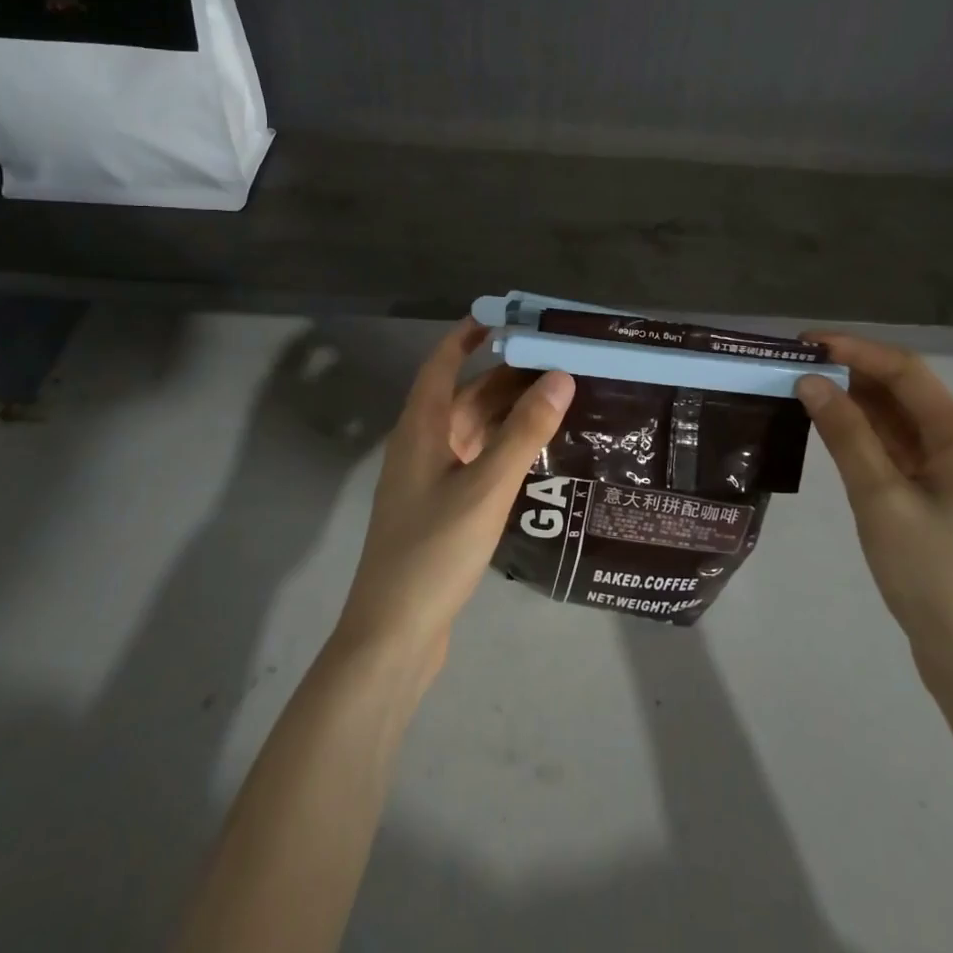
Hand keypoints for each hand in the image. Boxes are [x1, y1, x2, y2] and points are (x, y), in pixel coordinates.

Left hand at [334, 320, 573, 679]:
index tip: (506, 317)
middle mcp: (420, 445)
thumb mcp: (486, 487)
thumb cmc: (434, 551)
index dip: (468, 335)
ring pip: (470, 430)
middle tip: (555, 358)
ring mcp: (427, 480)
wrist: (393, 635)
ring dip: (506, 412)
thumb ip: (524, 432)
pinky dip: (501, 447)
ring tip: (556, 397)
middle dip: (503, 374)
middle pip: (462, 395)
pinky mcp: (439, 509)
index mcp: (420, 429)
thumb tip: (560, 375)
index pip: (441, 364)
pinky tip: (534, 452)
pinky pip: (473, 460)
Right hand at [794, 334, 952, 696]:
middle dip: (850, 373)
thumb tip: (811, 381)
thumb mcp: (880, 498)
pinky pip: (899, 450)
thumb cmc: (933, 574)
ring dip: (855, 404)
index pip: (904, 371)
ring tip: (802, 392)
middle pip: (903, 392)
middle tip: (793, 367)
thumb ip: (846, 434)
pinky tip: (830, 432)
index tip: (803, 343)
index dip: (854, 349)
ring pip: (899, 421)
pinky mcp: (940, 497)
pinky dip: (865, 435)